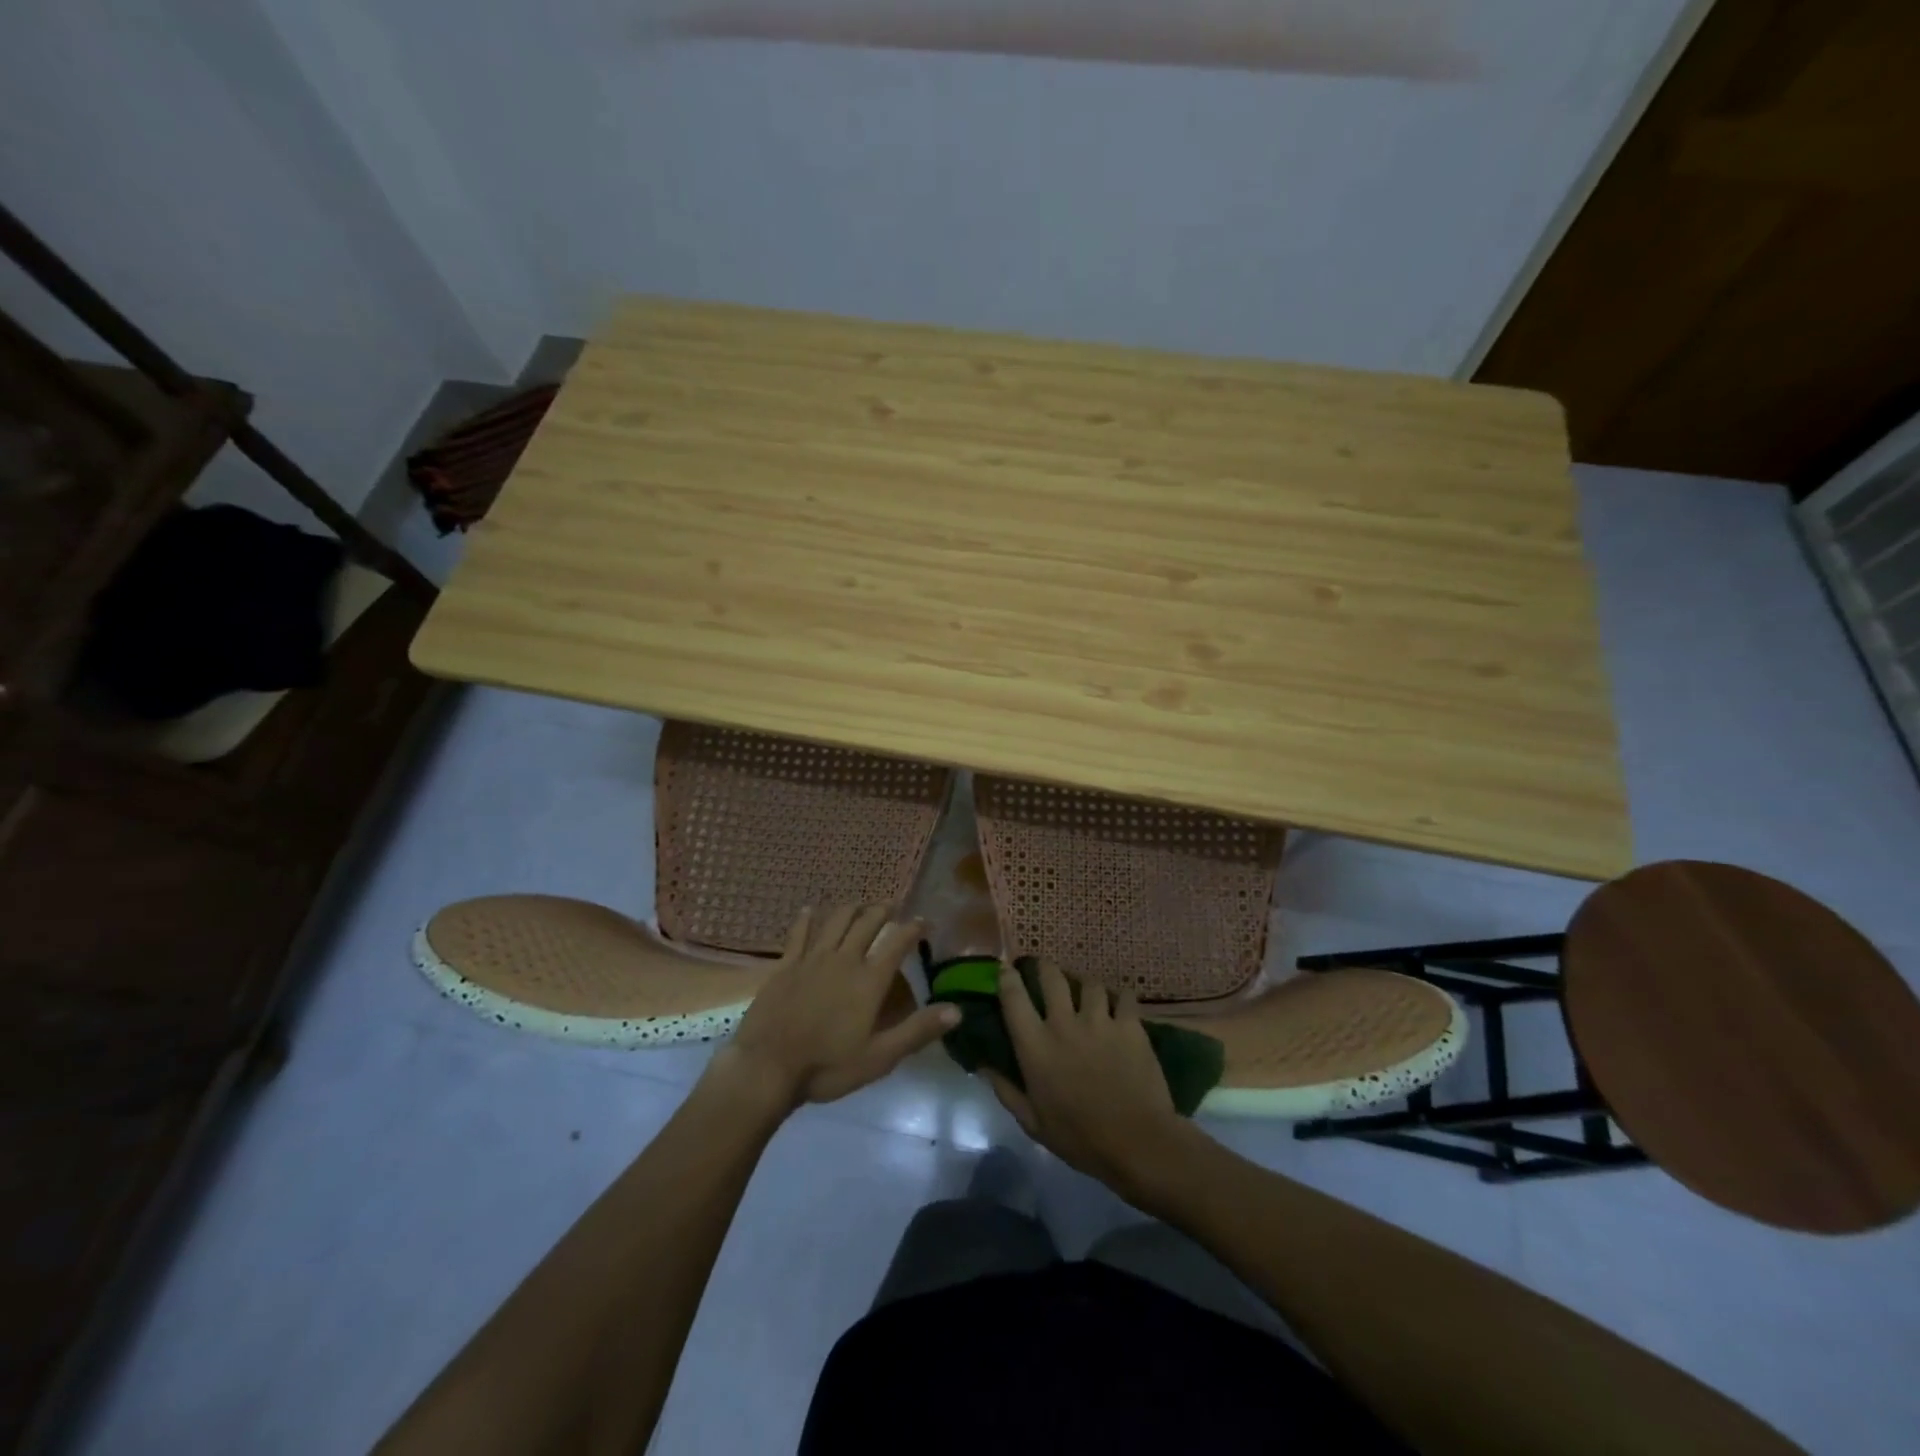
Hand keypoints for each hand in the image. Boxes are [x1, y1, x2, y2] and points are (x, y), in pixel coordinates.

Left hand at [713, 904, 958, 1111]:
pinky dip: (807, 918)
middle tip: (892, 906)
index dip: (913, 928)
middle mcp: (844, 959)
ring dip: (851, 908)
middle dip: (883, 910)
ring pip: (836, 920)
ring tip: (860, 904)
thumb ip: (918, 1030)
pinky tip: (809, 910)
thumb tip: (957, 1010)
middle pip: (867, 923)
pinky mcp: (786, 964)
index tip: (924, 920)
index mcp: (869, 980)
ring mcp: (812, 958)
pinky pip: (799, 933)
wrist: (767, 1066)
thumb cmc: (827, 1066)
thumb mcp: (880, 1057)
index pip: (897, 942)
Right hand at [984, 960, 1192, 1195]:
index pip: (1013, 997)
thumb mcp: (1033, 1123)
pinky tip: (1119, 1005)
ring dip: (1084, 985)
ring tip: (1086, 991)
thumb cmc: (1080, 1138)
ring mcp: (1099, 1021)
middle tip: (1044, 969)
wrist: (1137, 1143)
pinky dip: (1120, 997)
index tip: (1006, 969)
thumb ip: (1006, 1091)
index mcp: (1035, 1046)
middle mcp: (1063, 1024)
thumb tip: (982, 1065)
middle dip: (1044, 967)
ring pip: (1089, 983)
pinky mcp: (1130, 1025)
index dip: (1007, 977)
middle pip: (1051, 976)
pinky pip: (1124, 996)